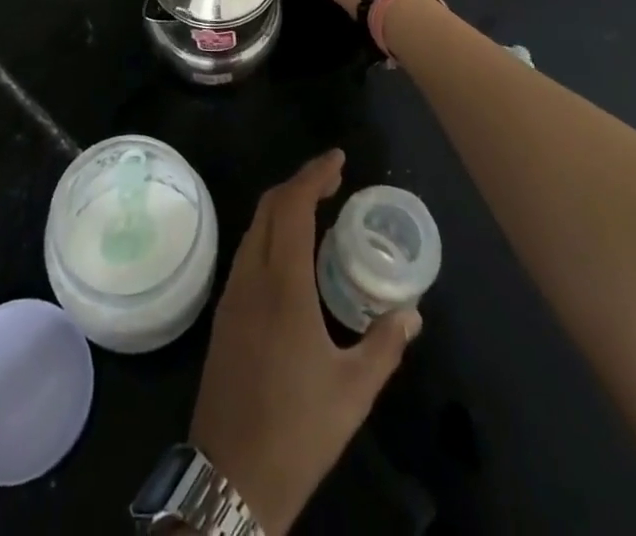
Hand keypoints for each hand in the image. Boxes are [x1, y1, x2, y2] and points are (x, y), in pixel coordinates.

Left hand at [189, 150, 421, 535]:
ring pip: (255, 226)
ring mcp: (232, 293)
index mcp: (283, 285)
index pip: (294, 206)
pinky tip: (291, 253)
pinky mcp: (224, 312)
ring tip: (317, 208)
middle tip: (334, 179)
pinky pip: (248, 250)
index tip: (338, 159)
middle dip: (301, 183)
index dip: (314, 175)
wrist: (231, 476)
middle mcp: (252, 276)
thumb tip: (411, 314)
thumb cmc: (298, 431)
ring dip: (283, 206)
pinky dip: (271, 231)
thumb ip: (383, 346)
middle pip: (270, 206)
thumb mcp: (353, 392)